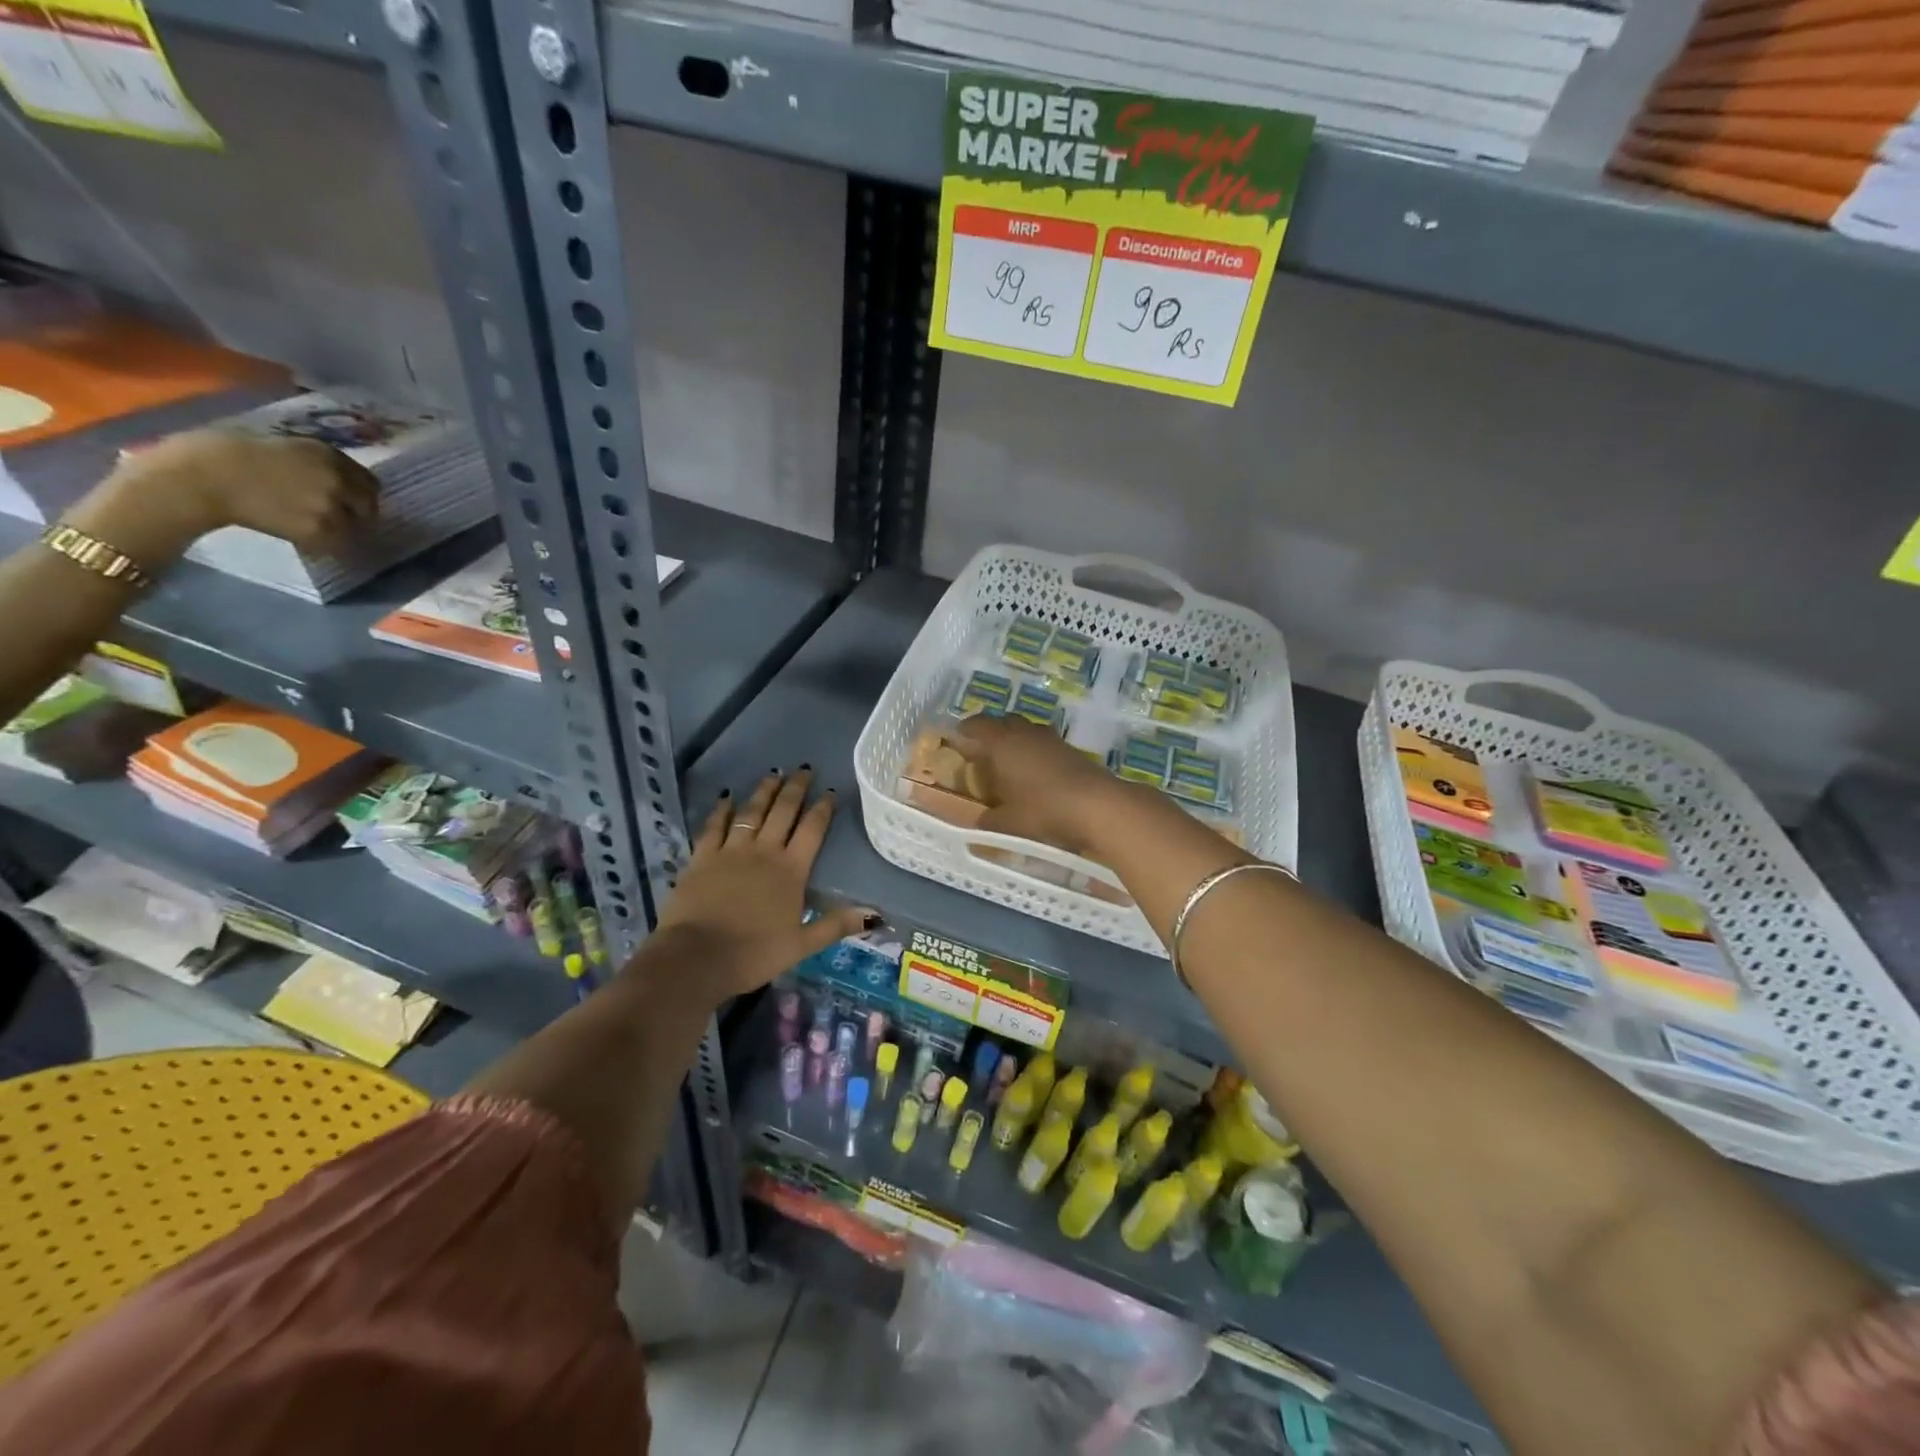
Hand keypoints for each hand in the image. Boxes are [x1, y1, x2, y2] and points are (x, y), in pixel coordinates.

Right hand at [78, 430, 379, 560]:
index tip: (352, 501)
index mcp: (328, 454)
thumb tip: (341, 480)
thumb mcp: (284, 446)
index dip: (362, 493)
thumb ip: (317, 462)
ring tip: (313, 527)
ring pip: (355, 526)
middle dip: (356, 513)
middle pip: (369, 506)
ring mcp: (332, 506)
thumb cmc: (227, 454)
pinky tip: (303, 536)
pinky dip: (325, 543)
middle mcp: (338, 479)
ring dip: (341, 530)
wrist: (201, 476)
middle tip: (336, 518)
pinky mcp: (320, 530)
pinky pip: (336, 542)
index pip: (371, 482)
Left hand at [649, 769, 876, 1002]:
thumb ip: (836, 925)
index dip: (823, 809)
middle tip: (804, 769)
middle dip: (796, 789)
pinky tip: (726, 797)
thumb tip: (874, 915)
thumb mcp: (802, 945)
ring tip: (774, 774)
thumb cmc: (754, 953)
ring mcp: (731, 851)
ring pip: (751, 812)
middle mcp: (764, 852)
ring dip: (764, 791)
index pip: (812, 830)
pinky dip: (721, 810)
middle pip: (783, 812)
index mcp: (791, 871)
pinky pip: (713, 826)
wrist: (696, 958)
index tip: (830, 792)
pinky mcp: (701, 858)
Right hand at [952, 712, 1133, 856]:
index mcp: (1002, 743)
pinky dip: (1036, 753)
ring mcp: (1051, 738)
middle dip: (992, 733)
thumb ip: (988, 821)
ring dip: (1016, 742)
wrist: (1097, 805)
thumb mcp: (1008, 822)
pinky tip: (1036, 775)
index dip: (966, 730)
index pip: (977, 724)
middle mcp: (1025, 732)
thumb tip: (977, 824)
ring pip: (1027, 731)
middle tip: (983, 754)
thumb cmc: (1043, 809)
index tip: (958, 739)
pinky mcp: (1071, 749)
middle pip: (1004, 722)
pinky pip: (1044, 744)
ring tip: (1010, 765)